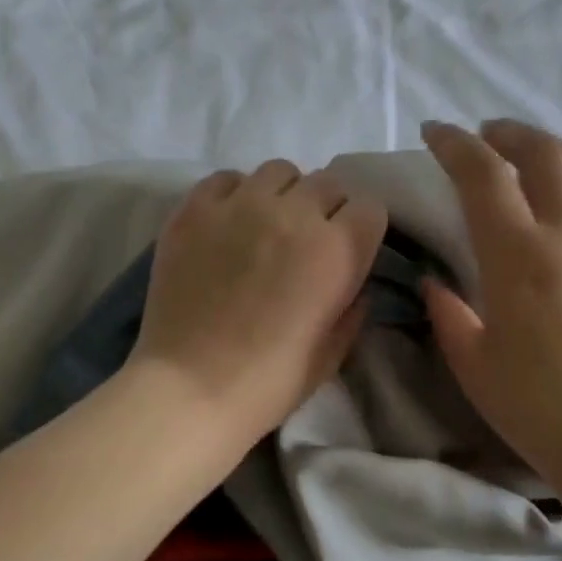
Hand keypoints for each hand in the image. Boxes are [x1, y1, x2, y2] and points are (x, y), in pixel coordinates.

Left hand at [127, 160, 388, 445]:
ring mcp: (240, 205)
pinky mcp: (195, 209)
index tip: (347, 251)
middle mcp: (294, 214)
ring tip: (266, 226)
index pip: (370, 207)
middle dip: (326, 209)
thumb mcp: (332, 353)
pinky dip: (235, 194)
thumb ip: (352, 309)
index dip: (360, 230)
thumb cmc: (269, 382)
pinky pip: (227, 178)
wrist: (191, 388)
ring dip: (283, 195)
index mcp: (338, 250)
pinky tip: (227, 224)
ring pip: (278, 172)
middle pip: (327, 183)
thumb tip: (352, 284)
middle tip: (306, 243)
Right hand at [420, 119, 561, 488]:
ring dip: (555, 153)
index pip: (482, 173)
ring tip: (536, 158)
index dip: (455, 144)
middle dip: (508, 134)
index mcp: (518, 255)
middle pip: (542, 153)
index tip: (436, 134)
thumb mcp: (472, 362)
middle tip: (489, 137)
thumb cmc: (536, 408)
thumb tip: (439, 283)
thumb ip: (449, 312)